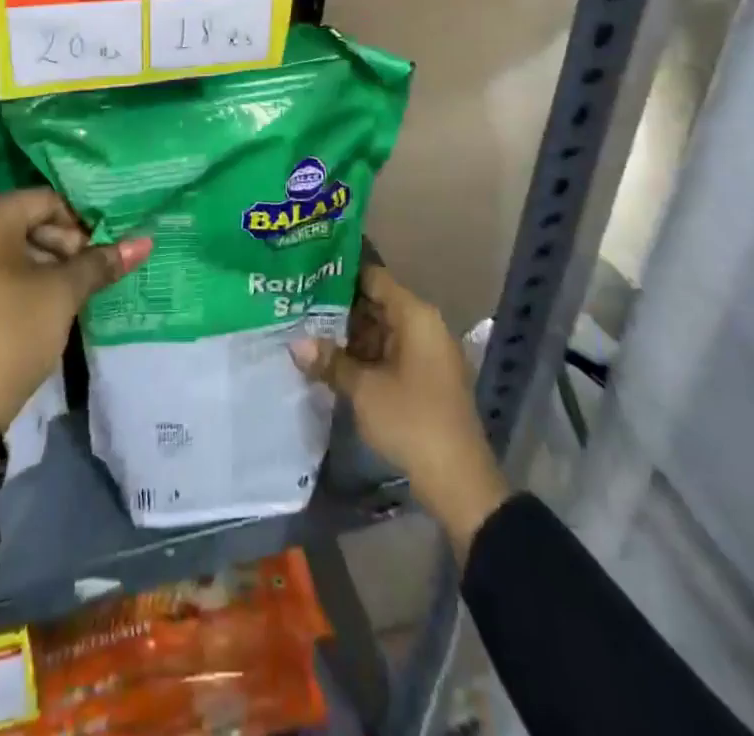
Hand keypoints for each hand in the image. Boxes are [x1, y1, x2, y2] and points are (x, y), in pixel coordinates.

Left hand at [0, 188, 150, 491]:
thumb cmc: (12, 332)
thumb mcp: (63, 293)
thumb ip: (101, 262)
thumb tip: (144, 242)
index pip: (45, 201)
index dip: (78, 223)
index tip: (97, 255)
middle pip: (26, 221)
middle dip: (62, 245)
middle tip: (85, 277)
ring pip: (10, 247)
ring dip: (44, 264)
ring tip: (68, 295)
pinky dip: (19, 279)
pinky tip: (40, 306)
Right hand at [291, 265, 509, 563]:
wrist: (458, 481)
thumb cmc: (412, 421)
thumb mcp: (364, 390)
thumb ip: (330, 361)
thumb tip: (294, 343)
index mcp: (415, 315)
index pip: (373, 278)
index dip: (340, 274)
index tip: (307, 271)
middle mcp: (423, 325)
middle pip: (376, 303)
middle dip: (338, 307)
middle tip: (297, 302)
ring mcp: (425, 352)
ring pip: (380, 330)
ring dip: (348, 334)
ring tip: (305, 328)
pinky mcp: (423, 377)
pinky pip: (388, 352)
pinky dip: (363, 354)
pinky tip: (330, 360)